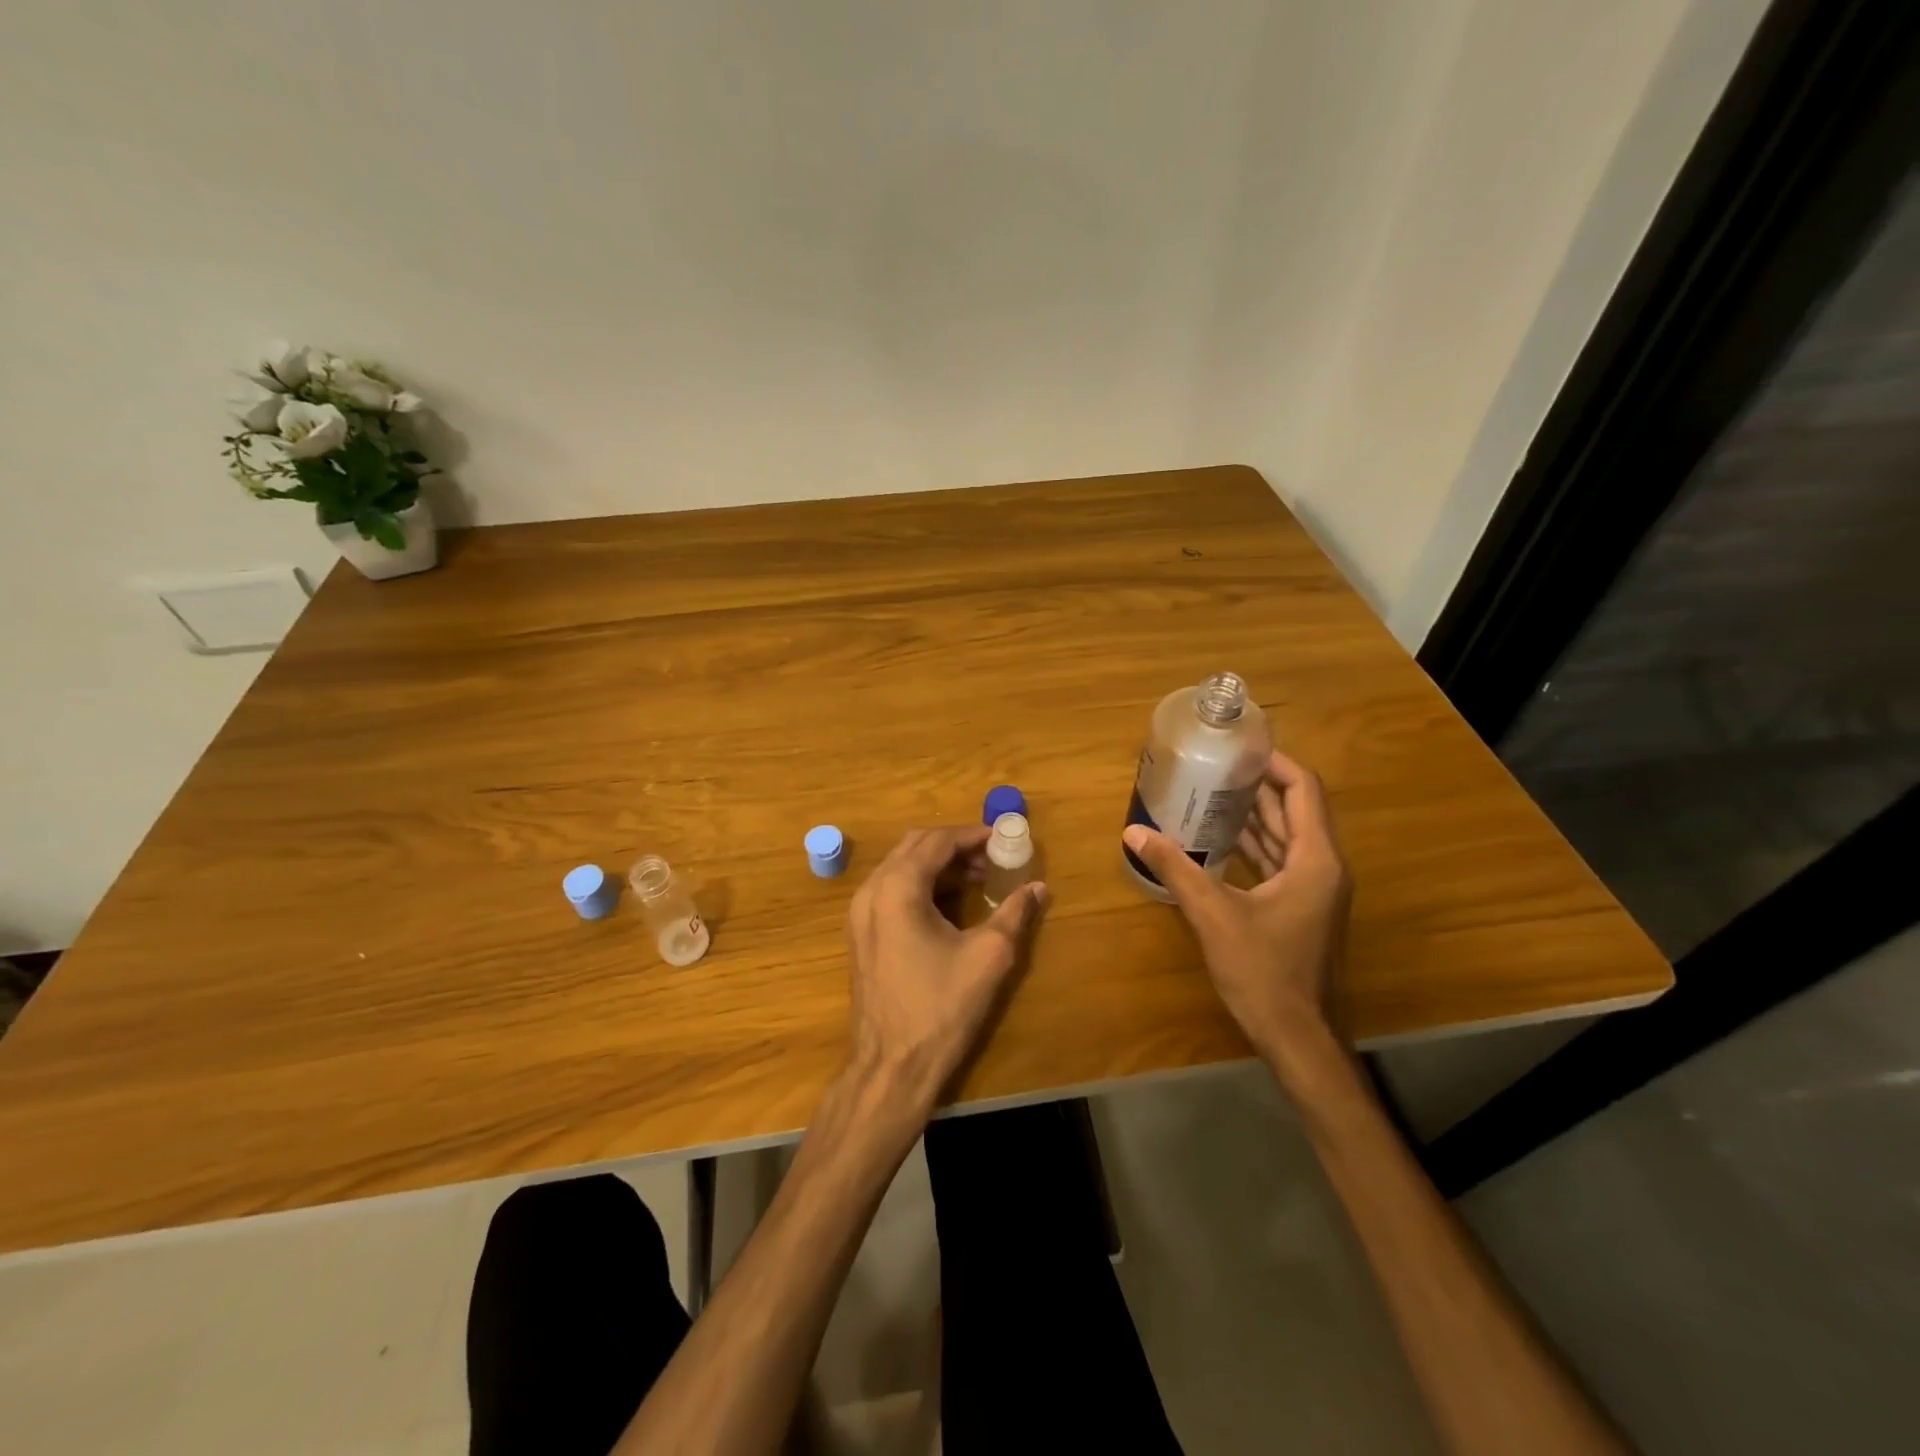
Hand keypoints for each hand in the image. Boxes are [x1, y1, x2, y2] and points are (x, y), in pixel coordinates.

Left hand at [845, 825, 1048, 1111]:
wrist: (891, 1066)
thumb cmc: (941, 1008)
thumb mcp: (988, 957)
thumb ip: (1014, 913)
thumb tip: (1039, 887)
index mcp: (898, 888)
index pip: (937, 841)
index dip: (972, 836)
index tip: (1003, 840)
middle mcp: (871, 891)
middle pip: (914, 846)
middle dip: (955, 846)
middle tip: (992, 857)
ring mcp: (860, 913)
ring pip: (901, 867)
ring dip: (938, 865)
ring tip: (978, 879)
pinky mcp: (861, 934)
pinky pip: (892, 891)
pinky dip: (921, 885)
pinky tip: (950, 903)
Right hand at [1122, 751, 1350, 1072]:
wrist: (1299, 1038)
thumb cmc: (1264, 972)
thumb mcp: (1213, 916)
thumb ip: (1175, 868)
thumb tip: (1134, 831)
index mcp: (1315, 861)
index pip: (1304, 790)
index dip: (1276, 763)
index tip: (1240, 748)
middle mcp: (1322, 868)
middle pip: (1296, 810)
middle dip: (1258, 785)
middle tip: (1215, 765)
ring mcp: (1314, 891)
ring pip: (1287, 837)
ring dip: (1254, 815)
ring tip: (1211, 793)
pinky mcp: (1301, 909)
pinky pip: (1279, 863)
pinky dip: (1253, 846)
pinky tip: (1218, 841)